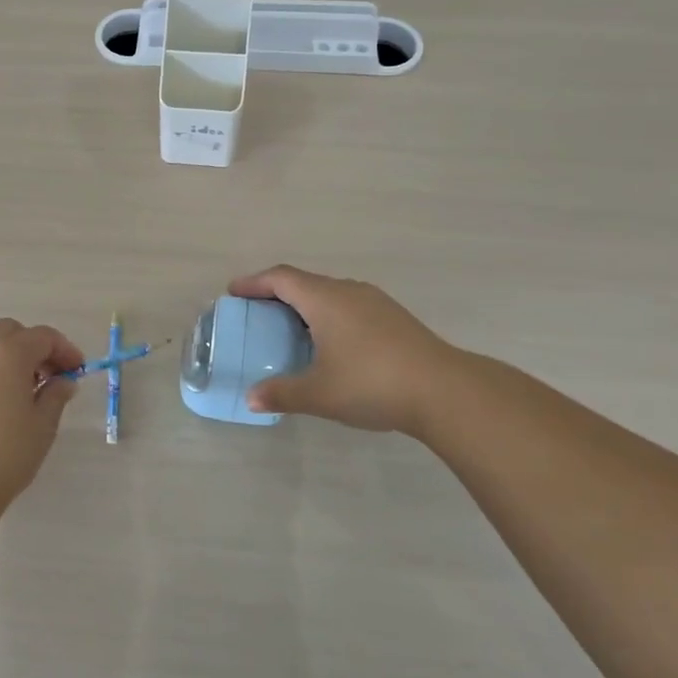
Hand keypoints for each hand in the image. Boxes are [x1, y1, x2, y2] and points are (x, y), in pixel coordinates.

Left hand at [0, 319, 83, 505]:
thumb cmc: (5, 453)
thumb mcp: (43, 425)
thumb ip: (56, 395)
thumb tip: (63, 381)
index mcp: (8, 351)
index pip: (43, 337)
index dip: (65, 350)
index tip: (77, 371)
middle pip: (10, 332)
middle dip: (33, 348)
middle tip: (49, 376)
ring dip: (7, 357)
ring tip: (21, 391)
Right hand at [228, 265, 457, 433]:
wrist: (444, 391)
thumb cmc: (371, 383)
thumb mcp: (319, 394)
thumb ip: (281, 393)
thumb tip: (252, 399)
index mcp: (324, 299)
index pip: (280, 278)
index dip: (253, 282)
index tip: (233, 292)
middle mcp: (348, 291)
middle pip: (304, 282)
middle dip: (276, 294)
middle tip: (257, 314)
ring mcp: (375, 302)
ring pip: (329, 294)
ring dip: (305, 305)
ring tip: (290, 330)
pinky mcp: (394, 318)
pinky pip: (349, 306)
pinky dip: (328, 316)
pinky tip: (330, 344)